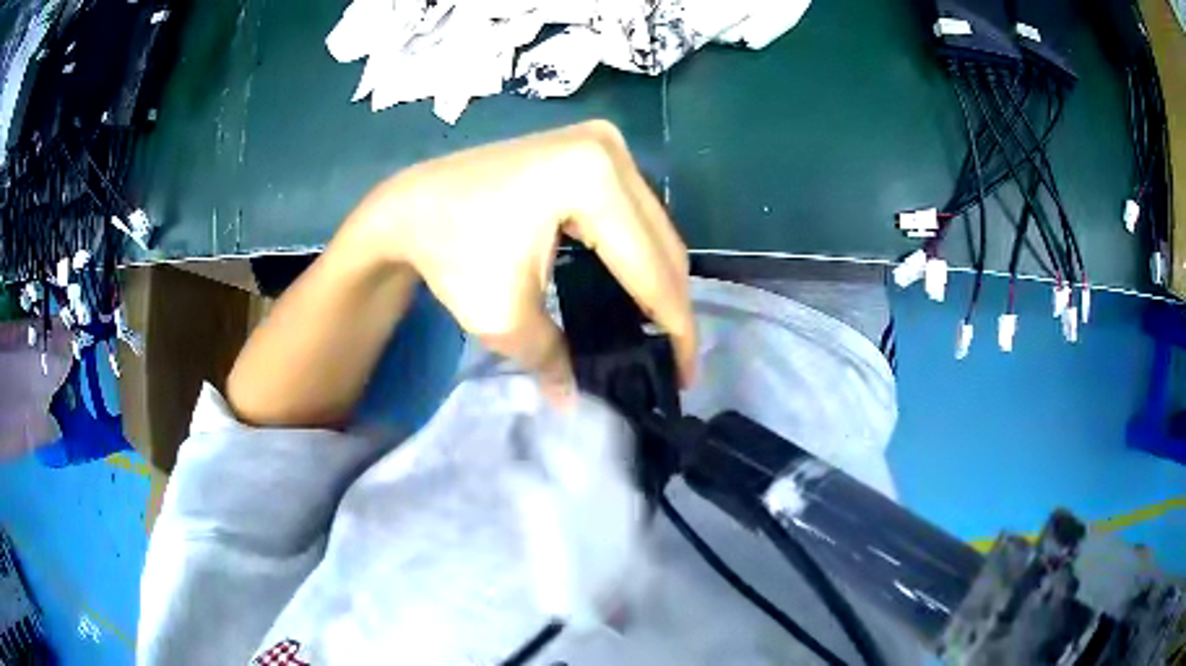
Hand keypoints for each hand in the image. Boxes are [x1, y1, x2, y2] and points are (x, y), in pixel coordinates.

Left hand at [350, 120, 697, 396]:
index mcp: (591, 180)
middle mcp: (609, 150)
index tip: (684, 375)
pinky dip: (637, 251)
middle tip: (671, 358)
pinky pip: (633, 210)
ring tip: (657, 330)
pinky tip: (633, 287)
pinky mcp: (593, 148)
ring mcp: (603, 142)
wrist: (411, 205)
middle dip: (671, 305)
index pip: (650, 266)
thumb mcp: (503, 318)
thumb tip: (576, 401)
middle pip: (662, 242)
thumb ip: (555, 360)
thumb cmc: (449, 254)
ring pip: (653, 226)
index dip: (674, 327)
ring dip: (658, 279)